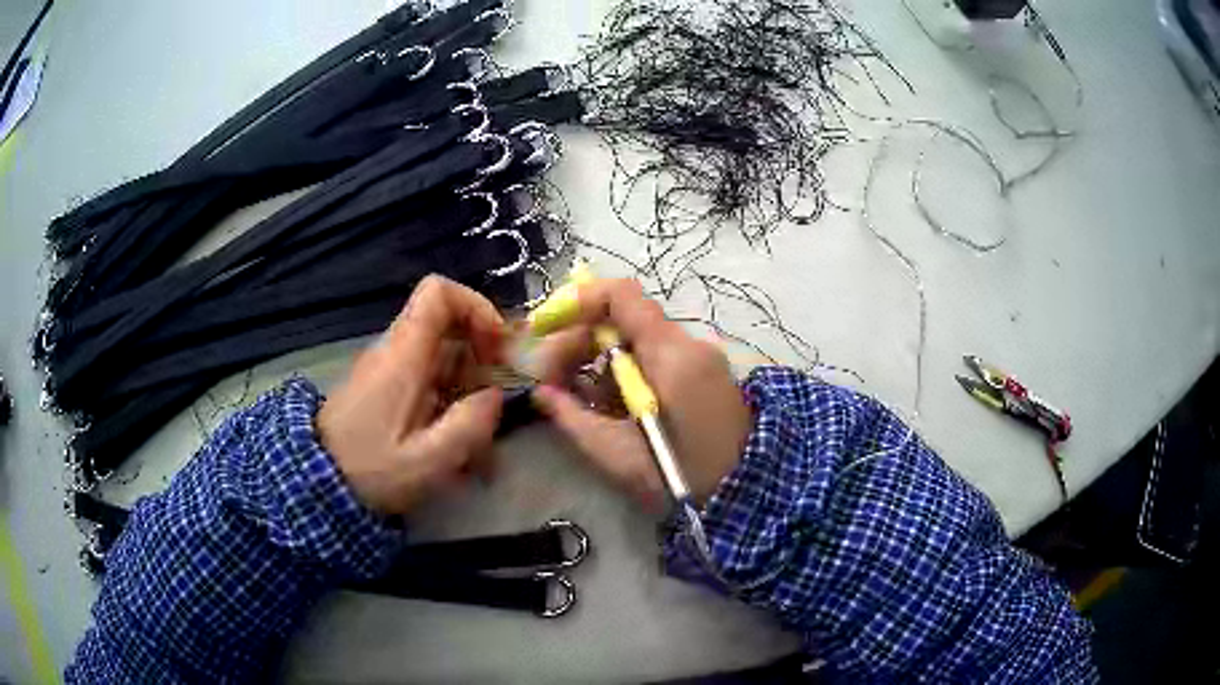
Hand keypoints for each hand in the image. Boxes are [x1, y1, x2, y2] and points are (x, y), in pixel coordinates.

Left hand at [317, 276, 504, 515]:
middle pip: (446, 322)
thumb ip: (468, 426)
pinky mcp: (384, 387)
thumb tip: (495, 396)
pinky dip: (450, 397)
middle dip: (481, 351)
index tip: (496, 346)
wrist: (316, 483)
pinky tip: (457, 442)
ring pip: (440, 353)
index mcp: (403, 356)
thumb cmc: (370, 471)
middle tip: (497, 392)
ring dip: (468, 383)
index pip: (438, 292)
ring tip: (481, 432)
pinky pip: (426, 376)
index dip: (476, 306)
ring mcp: (387, 368)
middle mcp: (394, 350)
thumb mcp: (426, 461)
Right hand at [531, 279, 750, 508]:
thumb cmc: (681, 474)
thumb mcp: (618, 454)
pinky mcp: (702, 372)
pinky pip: (654, 356)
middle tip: (551, 378)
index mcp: (671, 354)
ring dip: (598, 359)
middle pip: (623, 319)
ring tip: (574, 395)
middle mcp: (688, 343)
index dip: (577, 301)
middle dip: (579, 341)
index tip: (547, 328)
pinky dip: (624, 370)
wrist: (746, 490)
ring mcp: (699, 356)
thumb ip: (573, 418)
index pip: (622, 296)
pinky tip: (608, 401)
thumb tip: (541, 392)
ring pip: (636, 339)